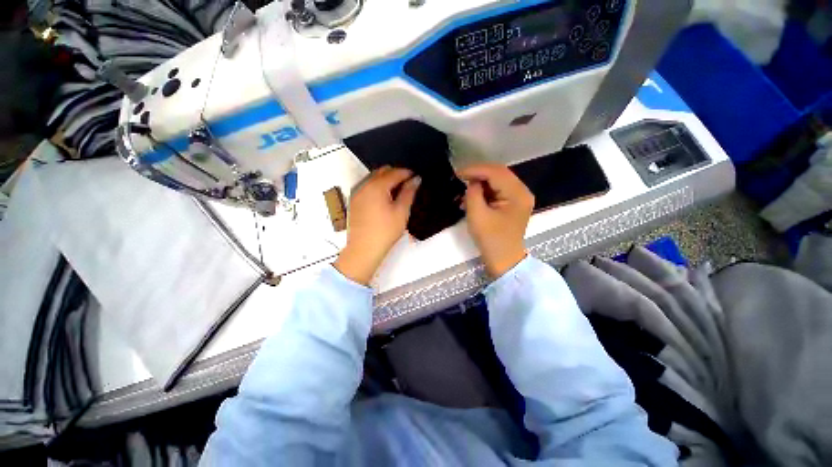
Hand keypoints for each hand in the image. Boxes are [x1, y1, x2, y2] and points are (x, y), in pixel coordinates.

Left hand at [334, 167, 420, 284]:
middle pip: (382, 172)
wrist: (363, 249)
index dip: (407, 173)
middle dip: (395, 174)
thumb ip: (408, 193)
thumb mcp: (401, 212)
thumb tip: (416, 179)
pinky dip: (377, 186)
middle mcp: (364, 185)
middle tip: (407, 184)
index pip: (394, 173)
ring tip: (397, 191)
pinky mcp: (354, 201)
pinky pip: (367, 186)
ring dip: (385, 179)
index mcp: (377, 186)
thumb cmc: (386, 231)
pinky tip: (384, 198)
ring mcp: (357, 193)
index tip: (416, 177)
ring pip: (373, 178)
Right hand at [458, 164, 533, 278]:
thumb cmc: (491, 240)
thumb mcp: (477, 215)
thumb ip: (474, 193)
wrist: (504, 260)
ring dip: (480, 183)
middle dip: (478, 174)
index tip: (457, 173)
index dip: (475, 170)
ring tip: (464, 190)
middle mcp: (522, 192)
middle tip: (460, 177)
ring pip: (497, 181)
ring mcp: (519, 197)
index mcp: (517, 194)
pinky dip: (484, 191)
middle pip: (498, 173)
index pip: (496, 172)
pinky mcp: (513, 204)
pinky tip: (472, 198)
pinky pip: (498, 190)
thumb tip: (473, 182)